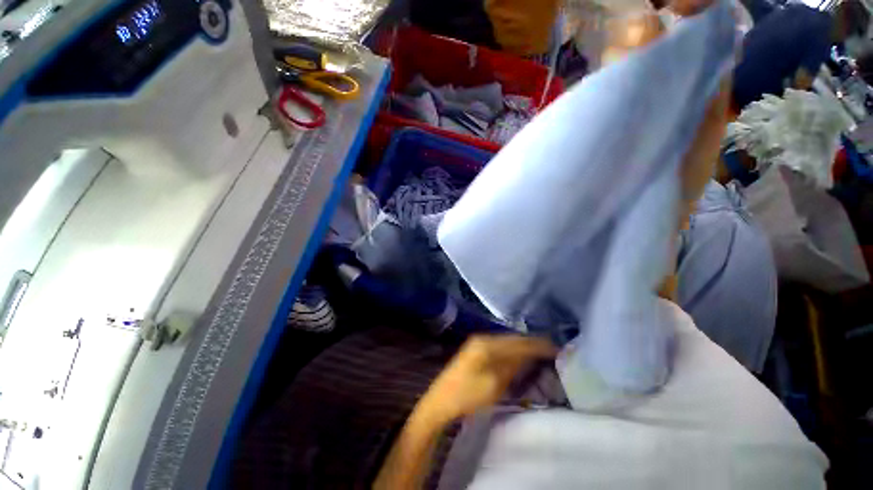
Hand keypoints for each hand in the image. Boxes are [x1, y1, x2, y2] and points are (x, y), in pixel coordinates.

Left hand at [417, 335, 556, 424]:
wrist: (441, 401)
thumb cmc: (467, 395)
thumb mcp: (494, 385)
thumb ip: (513, 367)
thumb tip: (531, 356)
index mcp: (487, 344)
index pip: (518, 341)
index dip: (538, 344)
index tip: (557, 349)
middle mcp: (483, 338)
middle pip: (513, 338)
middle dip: (532, 344)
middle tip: (552, 351)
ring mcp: (479, 342)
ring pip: (507, 342)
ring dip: (523, 347)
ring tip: (542, 353)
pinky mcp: (477, 349)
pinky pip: (500, 346)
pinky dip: (513, 351)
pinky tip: (522, 357)